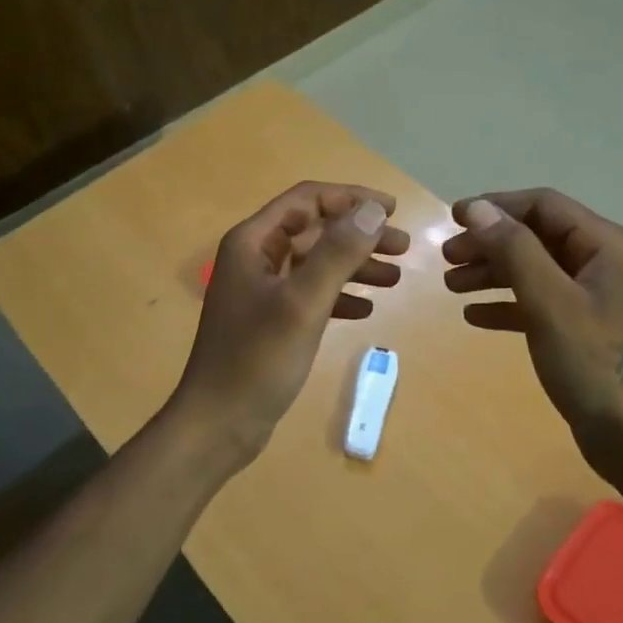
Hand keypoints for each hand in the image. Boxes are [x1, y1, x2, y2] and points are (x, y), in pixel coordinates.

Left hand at [172, 181, 409, 465]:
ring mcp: (262, 291)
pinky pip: (311, 294)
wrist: (218, 424)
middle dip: (360, 235)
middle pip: (315, 230)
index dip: (352, 198)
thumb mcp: (303, 302)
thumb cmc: (257, 359)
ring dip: (355, 266)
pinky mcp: (270, 320)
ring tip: (396, 278)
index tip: (393, 210)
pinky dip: (340, 296)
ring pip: (316, 263)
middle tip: (404, 247)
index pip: (308, 200)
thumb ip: (338, 253)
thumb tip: (373, 210)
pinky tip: (366, 310)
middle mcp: (255, 258)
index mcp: (253, 242)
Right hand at [443, 188, 622, 500]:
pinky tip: (474, 315)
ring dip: (492, 272)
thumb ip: (514, 250)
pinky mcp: (583, 326)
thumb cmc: (594, 364)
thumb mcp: (550, 303)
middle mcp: (602, 261)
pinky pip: (538, 301)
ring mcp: (594, 295)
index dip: (496, 206)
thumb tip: (477, 208)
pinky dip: (507, 303)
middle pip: (536, 236)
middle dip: (490, 243)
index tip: (452, 219)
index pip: (544, 205)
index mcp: (606, 245)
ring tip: (451, 285)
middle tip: (446, 258)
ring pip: (534, 268)